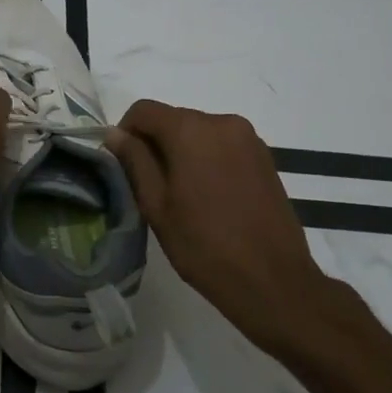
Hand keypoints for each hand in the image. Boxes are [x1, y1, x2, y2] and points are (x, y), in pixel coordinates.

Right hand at [106, 99, 340, 346]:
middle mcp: (222, 121)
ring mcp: (248, 138)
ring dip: (182, 151)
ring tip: (182, 194)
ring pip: (199, 132)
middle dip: (155, 143)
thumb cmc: (204, 246)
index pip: (143, 110)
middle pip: (173, 119)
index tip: (122, 164)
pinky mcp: (265, 156)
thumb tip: (116, 134)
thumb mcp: (156, 205)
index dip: (125, 131)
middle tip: (149, 185)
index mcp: (190, 130)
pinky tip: (209, 195)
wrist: (274, 282)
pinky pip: (223, 145)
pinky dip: (207, 158)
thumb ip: (134, 161)